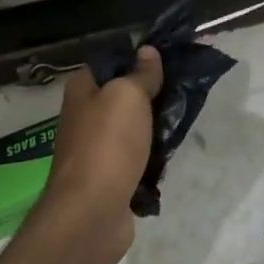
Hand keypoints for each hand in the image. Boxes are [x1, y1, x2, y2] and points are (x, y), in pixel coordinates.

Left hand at [35, 47, 162, 263]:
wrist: (91, 212)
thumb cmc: (107, 144)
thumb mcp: (128, 96)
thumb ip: (141, 74)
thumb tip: (147, 50)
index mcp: (81, 90)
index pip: (109, 63)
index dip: (136, 58)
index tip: (168, 58)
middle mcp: (84, 116)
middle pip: (123, 96)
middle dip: (151, 94)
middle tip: (182, 90)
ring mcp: (95, 149)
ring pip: (132, 129)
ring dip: (154, 128)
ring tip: (182, 120)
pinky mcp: (109, 178)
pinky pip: (136, 159)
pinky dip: (151, 158)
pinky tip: (170, 156)